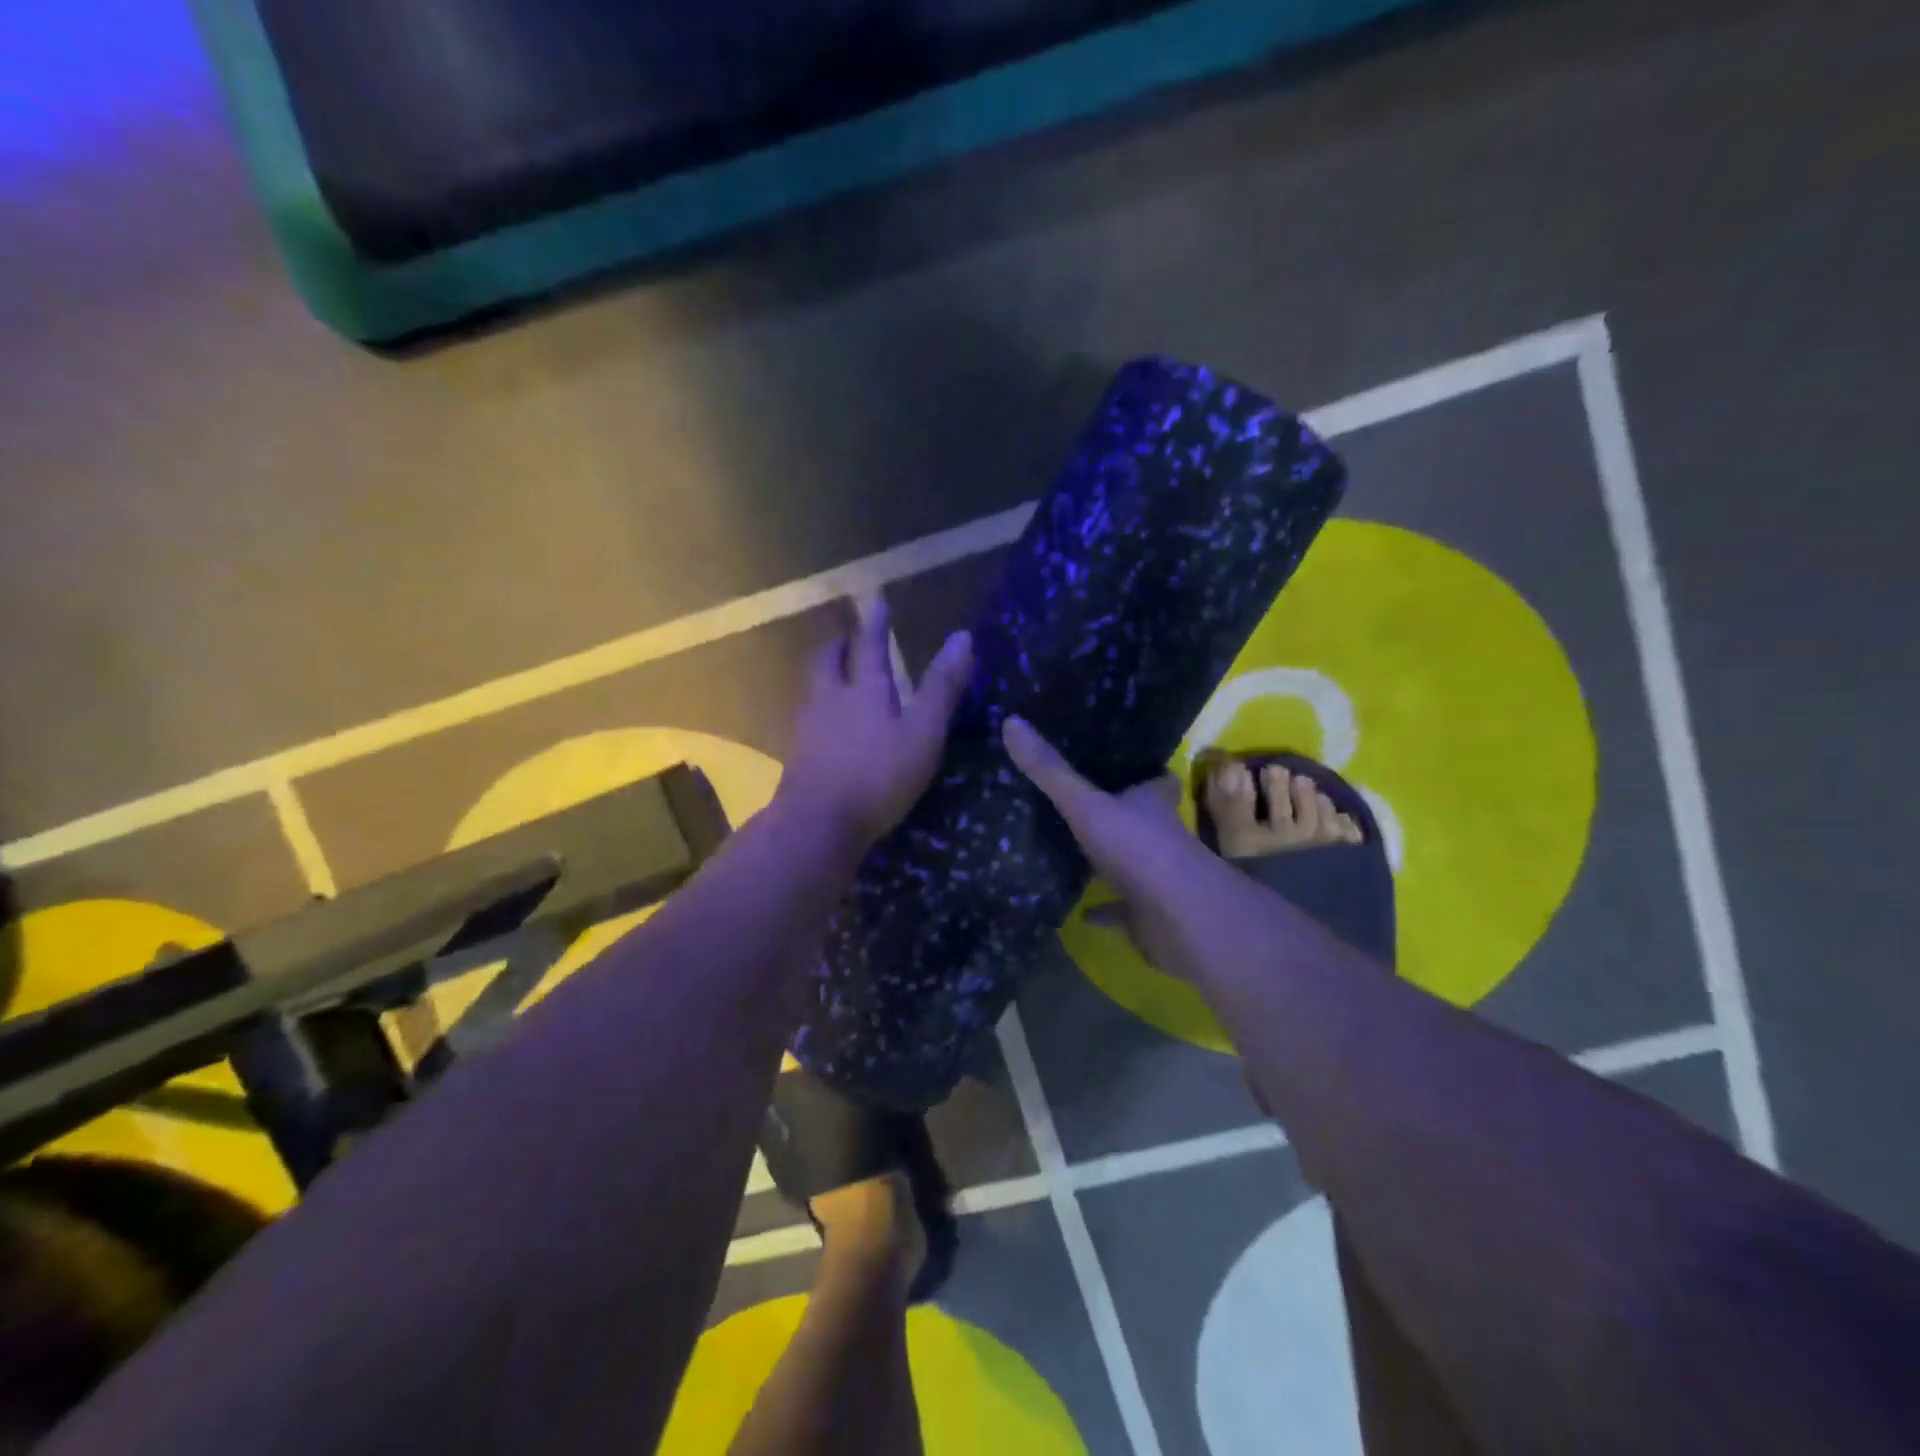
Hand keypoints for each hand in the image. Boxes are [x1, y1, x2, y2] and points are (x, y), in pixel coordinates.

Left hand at [780, 607, 973, 850]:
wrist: (817, 824)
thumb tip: (963, 638)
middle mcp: (830, 700)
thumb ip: (942, 688)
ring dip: (824, 675)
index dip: (875, 623)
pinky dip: (818, 710)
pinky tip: (824, 725)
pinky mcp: (798, 757)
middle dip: (837, 645)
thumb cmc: (878, 775)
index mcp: (864, 690)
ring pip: (813, 689)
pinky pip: (807, 720)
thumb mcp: (923, 732)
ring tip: (833, 675)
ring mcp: (809, 729)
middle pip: (827, 662)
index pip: (870, 646)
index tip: (875, 601)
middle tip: (843, 637)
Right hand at [1003, 715, 1208, 971]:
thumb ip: (1050, 771)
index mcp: (1152, 803)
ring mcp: (1156, 877)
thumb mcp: (1086, 805)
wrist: (1179, 918)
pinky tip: (1079, 911)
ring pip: (1131, 862)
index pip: (1156, 780)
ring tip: (1072, 850)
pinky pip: (1121, 909)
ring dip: (1109, 860)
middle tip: (1083, 803)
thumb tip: (1011, 722)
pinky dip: (1103, 910)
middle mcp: (1160, 836)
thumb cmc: (1138, 849)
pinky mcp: (1147, 913)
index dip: (1144, 773)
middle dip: (1120, 813)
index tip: (1121, 764)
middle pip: (1142, 819)